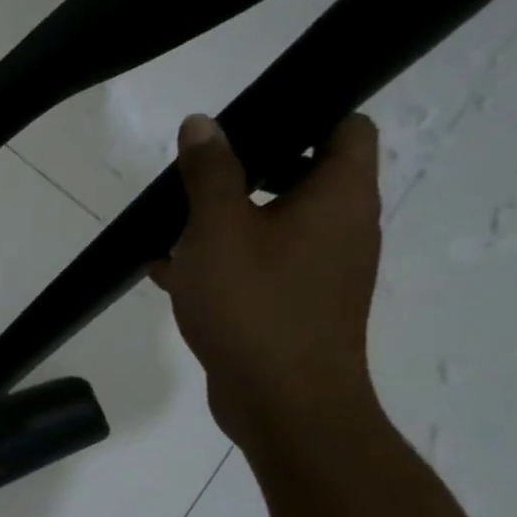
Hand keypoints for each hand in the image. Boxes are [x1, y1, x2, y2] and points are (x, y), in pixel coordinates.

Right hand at [148, 113, 382, 445]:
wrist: (284, 405)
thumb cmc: (255, 305)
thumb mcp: (218, 229)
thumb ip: (209, 172)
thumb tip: (203, 124)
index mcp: (339, 197)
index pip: (347, 127)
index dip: (305, 111)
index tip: (250, 119)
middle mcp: (342, 228)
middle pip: (304, 173)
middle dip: (247, 168)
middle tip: (198, 170)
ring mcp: (321, 270)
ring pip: (275, 222)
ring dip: (226, 217)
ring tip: (172, 221)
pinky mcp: (296, 305)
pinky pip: (260, 264)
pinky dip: (222, 259)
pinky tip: (169, 269)